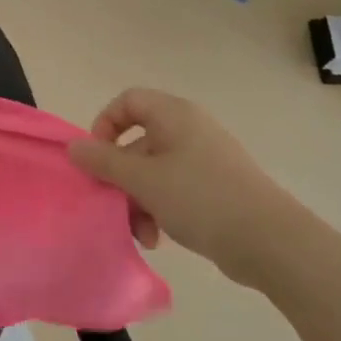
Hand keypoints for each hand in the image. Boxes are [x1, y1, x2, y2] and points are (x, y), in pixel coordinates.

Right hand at [68, 88, 294, 282]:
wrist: (267, 239)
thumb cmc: (200, 198)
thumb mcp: (143, 180)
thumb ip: (104, 162)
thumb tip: (73, 146)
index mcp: (174, 116)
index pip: (128, 101)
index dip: (105, 124)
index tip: (97, 158)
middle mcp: (189, 131)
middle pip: (137, 142)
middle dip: (120, 178)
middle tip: (112, 204)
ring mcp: (203, 160)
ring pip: (153, 173)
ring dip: (138, 201)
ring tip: (141, 233)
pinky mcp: (213, 188)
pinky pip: (173, 191)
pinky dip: (159, 210)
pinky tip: (158, 238)